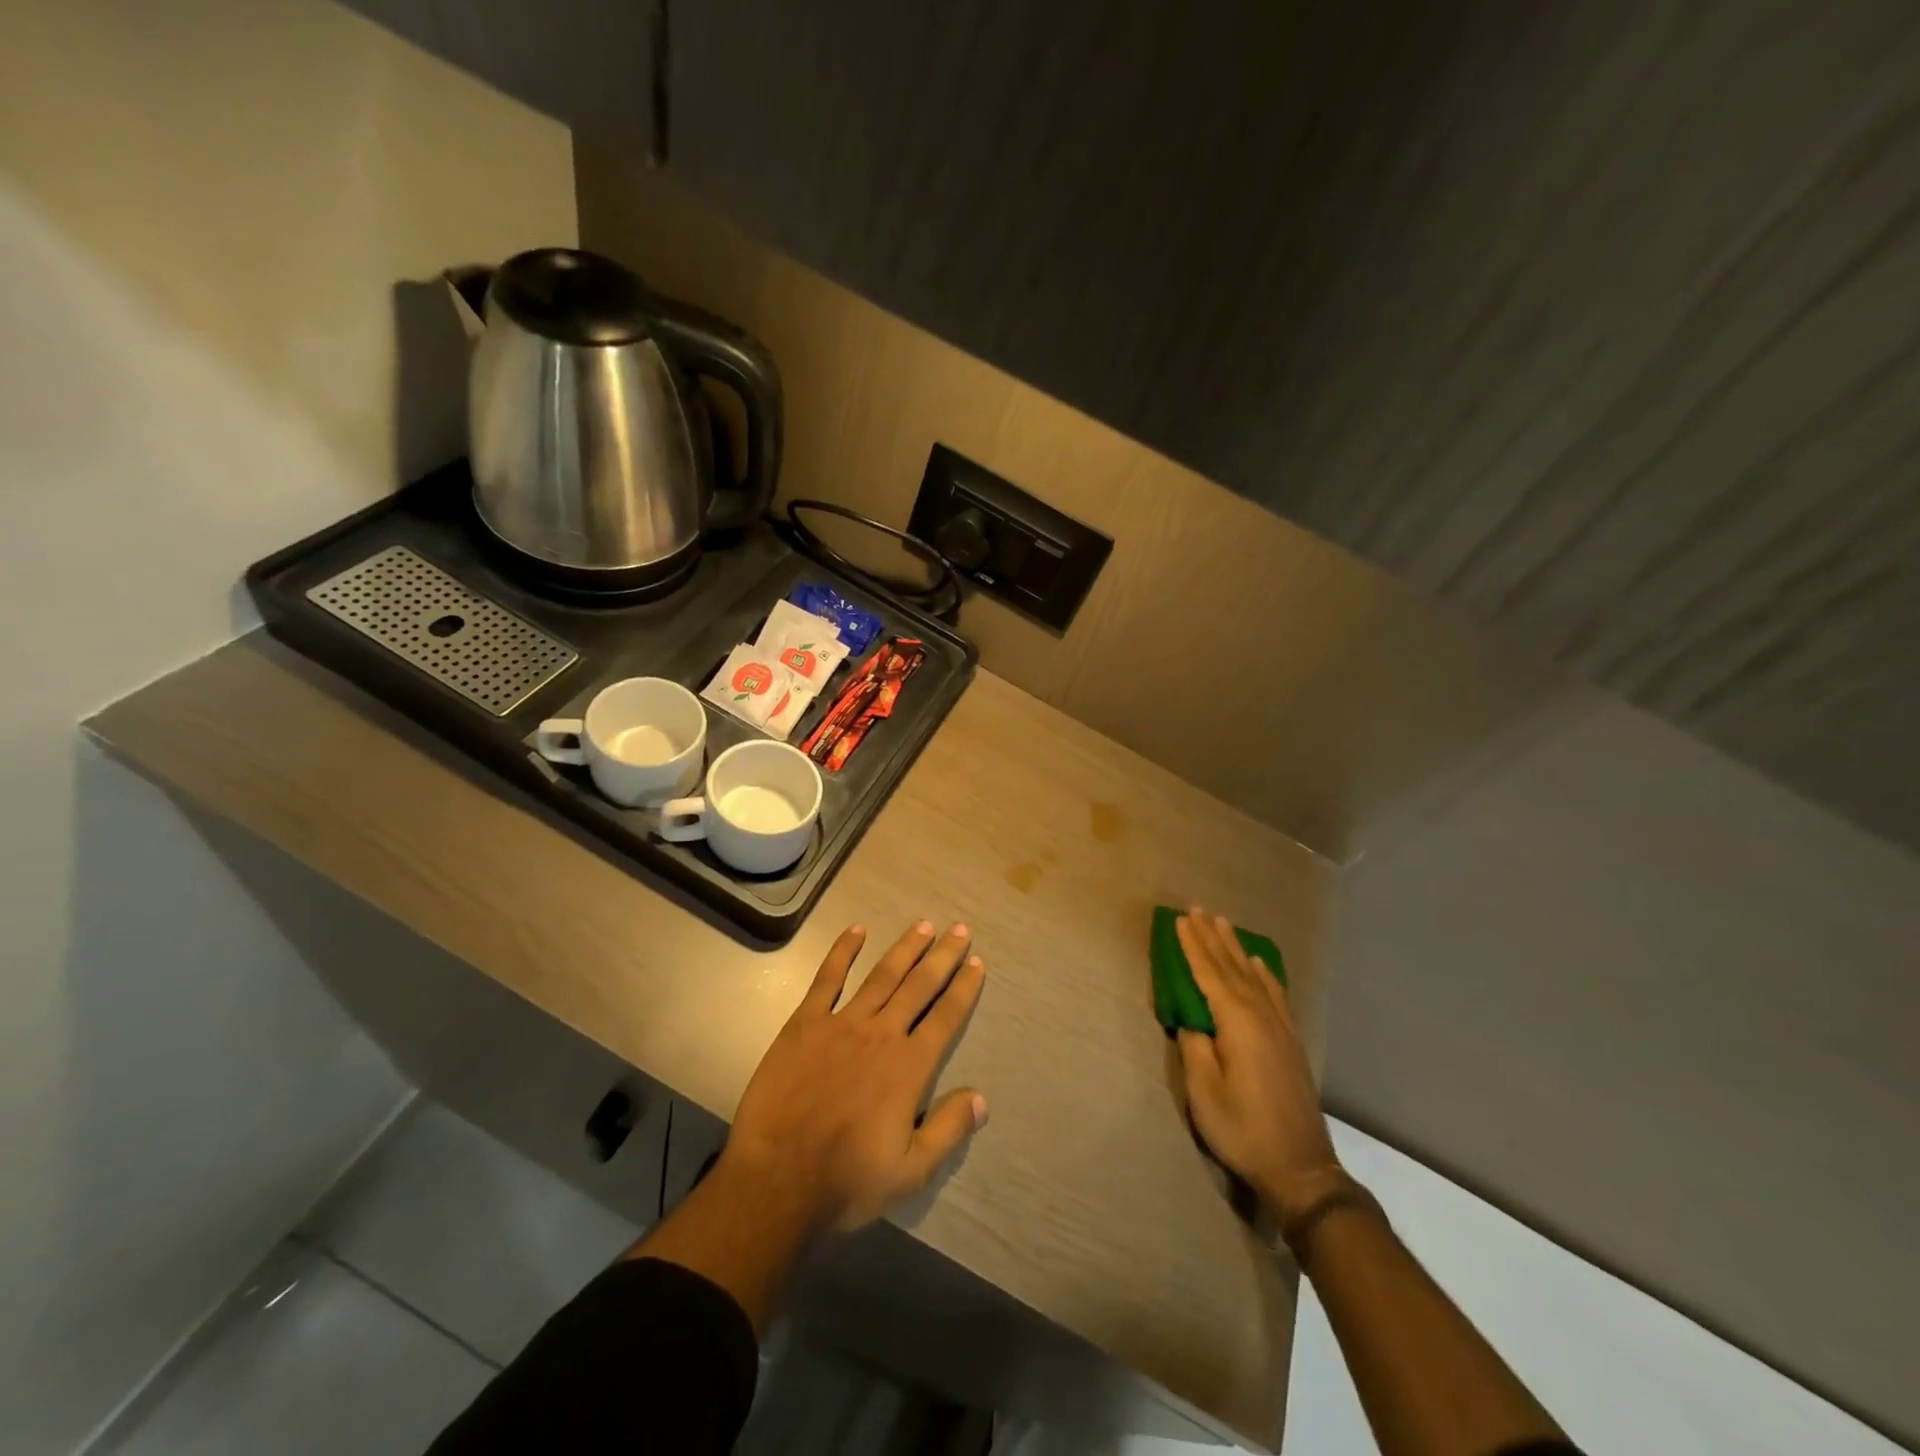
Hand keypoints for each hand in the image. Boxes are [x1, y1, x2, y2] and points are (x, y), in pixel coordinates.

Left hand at [722, 920, 988, 1233]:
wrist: (777, 1181)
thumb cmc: (846, 1181)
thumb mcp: (910, 1172)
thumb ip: (948, 1130)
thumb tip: (982, 1098)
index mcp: (909, 1067)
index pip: (946, 1016)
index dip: (964, 987)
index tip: (977, 962)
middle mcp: (881, 1034)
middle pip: (919, 986)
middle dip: (942, 956)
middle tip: (959, 929)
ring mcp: (841, 1024)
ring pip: (882, 975)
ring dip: (905, 948)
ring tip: (923, 925)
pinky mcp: (804, 1024)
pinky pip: (827, 979)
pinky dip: (842, 952)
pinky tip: (857, 930)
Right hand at [1174, 907, 1340, 1222]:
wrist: (1300, 1167)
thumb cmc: (1244, 1129)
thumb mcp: (1204, 1092)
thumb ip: (1195, 1048)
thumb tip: (1192, 1021)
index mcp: (1237, 1023)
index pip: (1209, 974)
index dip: (1193, 946)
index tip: (1180, 920)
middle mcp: (1261, 1015)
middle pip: (1232, 967)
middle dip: (1212, 937)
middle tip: (1198, 909)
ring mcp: (1279, 1027)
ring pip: (1254, 975)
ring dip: (1235, 948)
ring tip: (1224, 924)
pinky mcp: (1290, 1040)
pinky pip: (1274, 992)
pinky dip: (1263, 972)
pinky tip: (1259, 964)